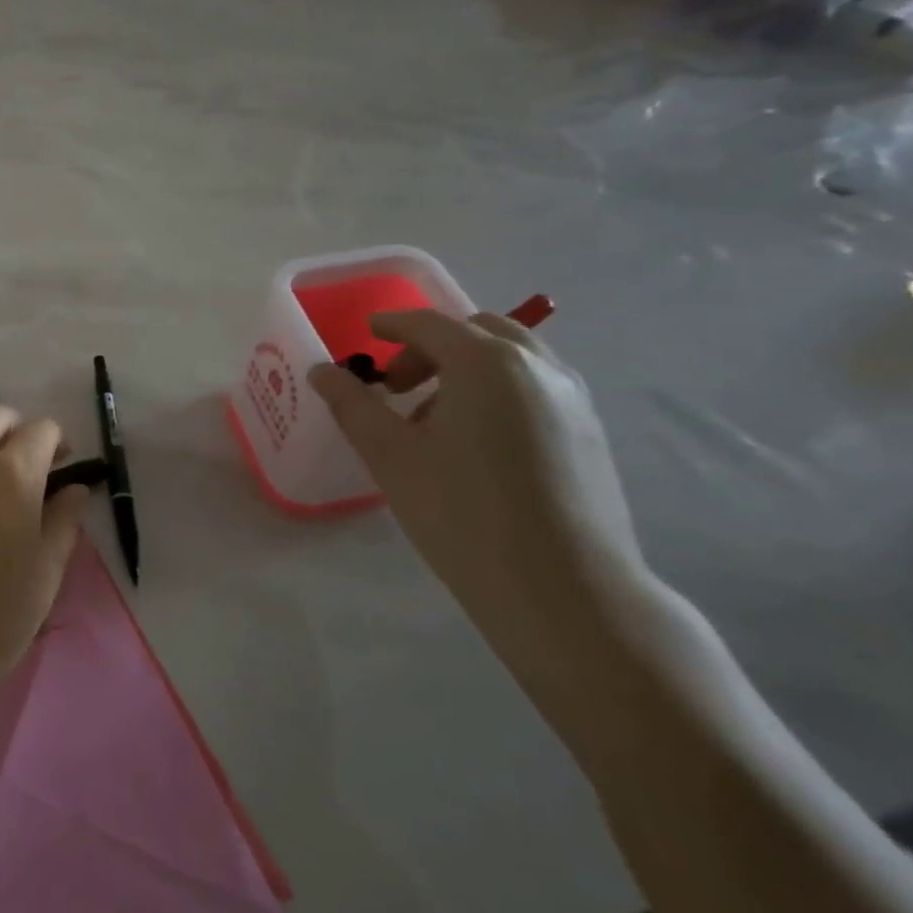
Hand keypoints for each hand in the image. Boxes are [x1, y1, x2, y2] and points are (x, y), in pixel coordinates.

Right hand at [309, 309, 661, 703]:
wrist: (565, 589)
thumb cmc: (462, 512)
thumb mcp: (390, 455)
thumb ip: (352, 404)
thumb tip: (322, 371)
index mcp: (486, 363)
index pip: (430, 324)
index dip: (392, 324)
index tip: (367, 333)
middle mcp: (537, 368)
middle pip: (477, 332)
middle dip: (431, 346)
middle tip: (397, 384)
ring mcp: (573, 400)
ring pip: (512, 359)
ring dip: (467, 368)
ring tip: (434, 417)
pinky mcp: (590, 434)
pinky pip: (535, 388)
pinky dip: (498, 390)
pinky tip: (476, 442)